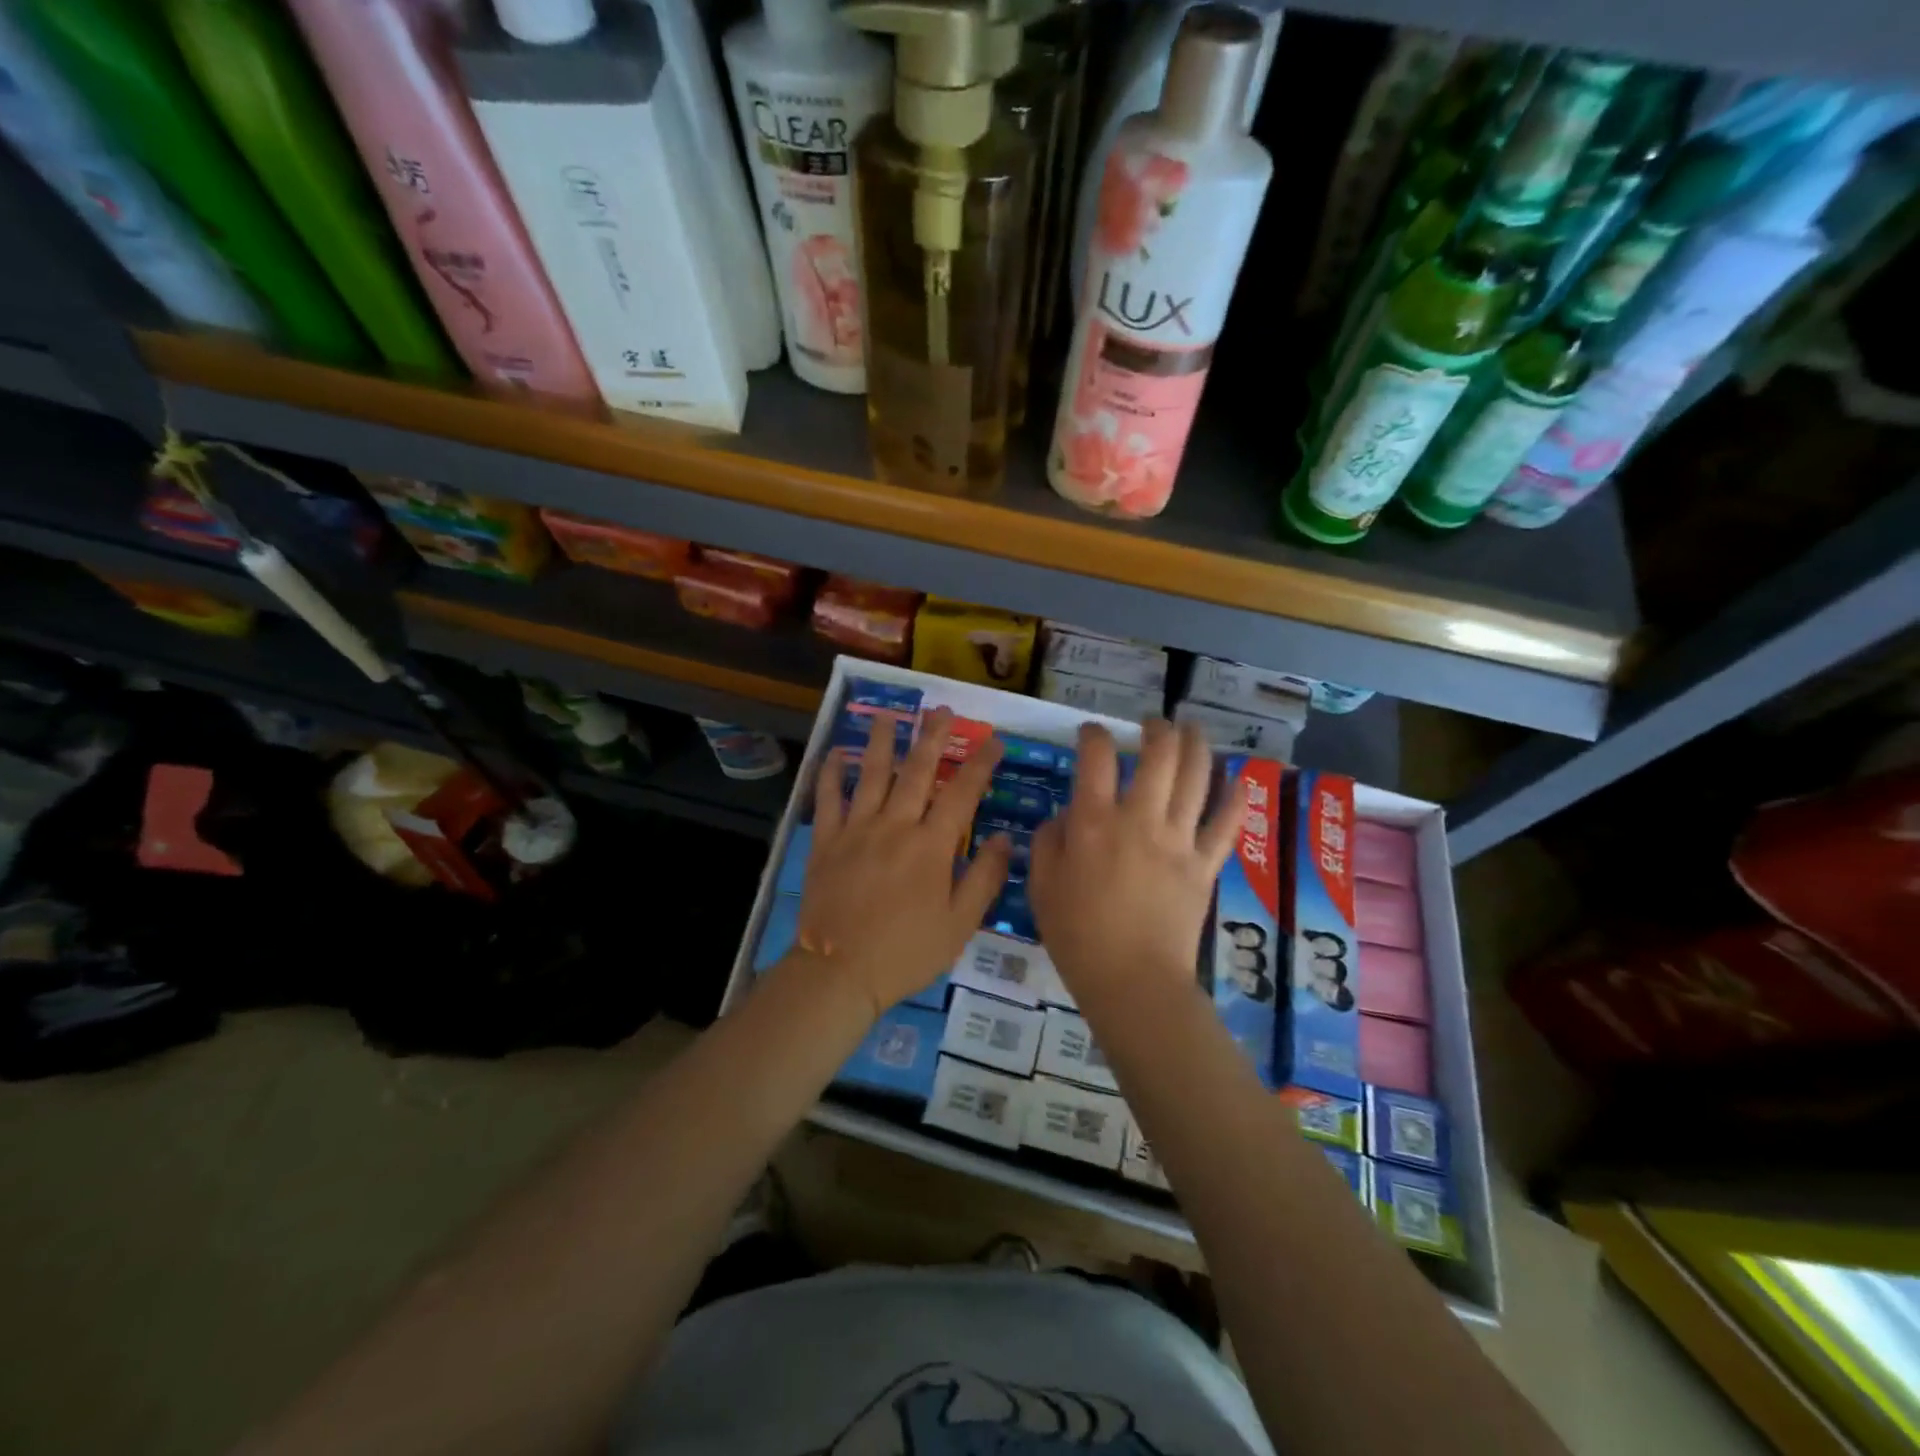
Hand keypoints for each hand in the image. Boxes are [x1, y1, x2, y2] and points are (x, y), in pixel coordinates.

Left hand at [794, 707, 1010, 1020]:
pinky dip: (831, 773)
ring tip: (891, 715)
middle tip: (941, 710)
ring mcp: (857, 829)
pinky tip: (836, 752)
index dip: (981, 764)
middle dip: (932, 737)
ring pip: (872, 774)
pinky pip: (828, 799)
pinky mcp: (826, 841)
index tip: (994, 740)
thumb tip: (1006, 838)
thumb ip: (984, 878)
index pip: (962, 794)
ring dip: (883, 741)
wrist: (839, 972)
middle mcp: (895, 826)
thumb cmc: (906, 952)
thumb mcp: (959, 924)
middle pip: (917, 771)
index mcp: (931, 846)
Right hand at [1029, 719, 1244, 1010]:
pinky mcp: (1205, 864)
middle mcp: (1141, 819)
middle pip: (1159, 754)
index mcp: (1094, 823)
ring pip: (1197, 777)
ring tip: (1191, 730)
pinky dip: (1234, 797)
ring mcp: (1179, 840)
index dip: (1093, 734)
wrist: (1133, 981)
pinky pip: (1226, 823)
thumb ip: (1049, 841)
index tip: (1090, 734)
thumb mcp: (1042, 886)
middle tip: (1152, 725)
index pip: (1096, 757)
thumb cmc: (1078, 935)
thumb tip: (1066, 816)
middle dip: (1156, 729)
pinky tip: (1236, 780)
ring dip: (1196, 745)